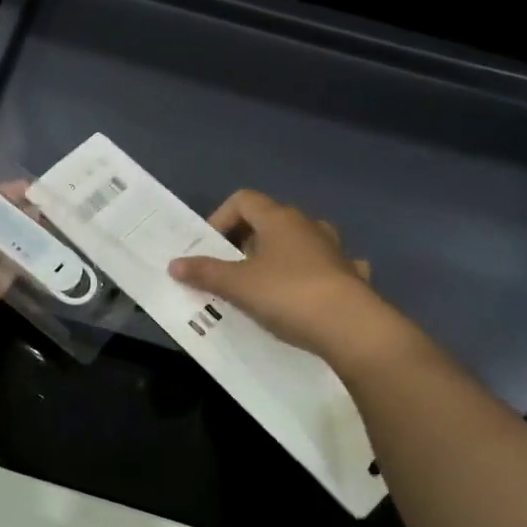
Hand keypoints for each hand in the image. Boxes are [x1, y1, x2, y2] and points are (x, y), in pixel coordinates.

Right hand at [169, 189, 393, 357]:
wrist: (350, 326)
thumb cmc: (287, 295)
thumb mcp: (237, 285)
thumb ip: (205, 272)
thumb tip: (174, 264)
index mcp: (279, 219)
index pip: (243, 199)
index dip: (221, 218)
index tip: (210, 248)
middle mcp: (309, 226)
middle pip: (270, 220)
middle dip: (246, 242)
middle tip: (230, 271)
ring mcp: (335, 249)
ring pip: (301, 242)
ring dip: (281, 256)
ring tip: (266, 283)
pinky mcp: (352, 276)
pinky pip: (328, 267)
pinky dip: (314, 276)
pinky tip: (309, 295)